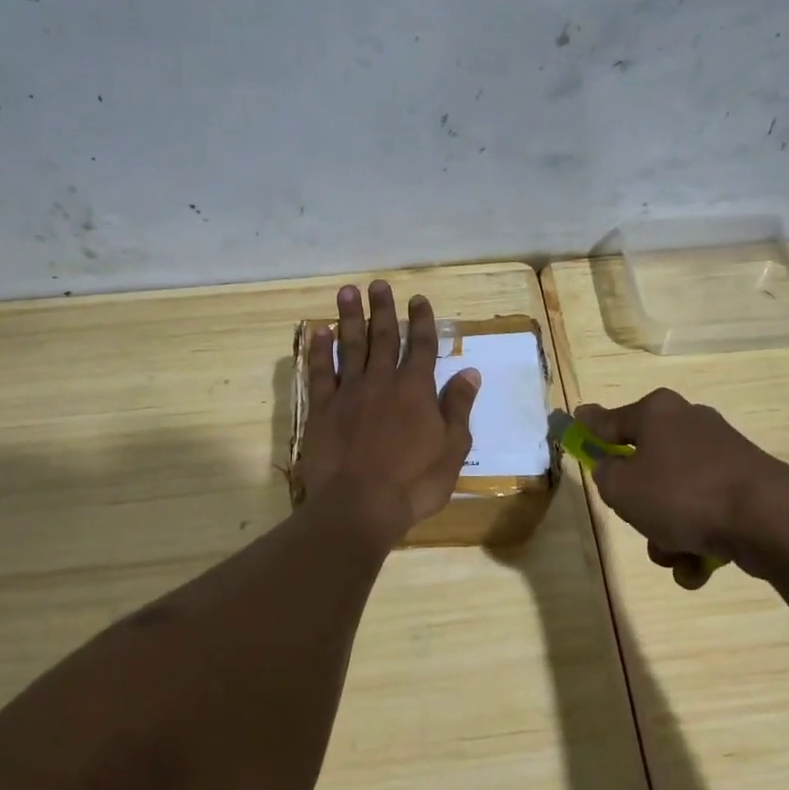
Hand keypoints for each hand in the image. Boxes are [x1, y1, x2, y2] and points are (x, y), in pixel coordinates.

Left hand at [296, 281, 480, 543]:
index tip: (418, 299)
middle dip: (382, 309)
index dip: (421, 321)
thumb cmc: (414, 483)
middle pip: (383, 337)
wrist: (359, 505)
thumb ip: (458, 407)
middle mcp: (382, 381)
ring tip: (347, 292)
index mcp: (416, 390)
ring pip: (350, 346)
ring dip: (349, 318)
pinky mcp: (321, 409)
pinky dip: (319, 350)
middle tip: (378, 284)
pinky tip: (318, 332)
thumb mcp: (452, 449)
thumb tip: (470, 372)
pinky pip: (320, 372)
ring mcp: (348, 393)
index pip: (422, 346)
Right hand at [575, 389, 788, 582]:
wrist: (768, 520)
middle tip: (637, 520)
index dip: (588, 428)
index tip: (573, 424)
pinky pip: (706, 514)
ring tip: (674, 556)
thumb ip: (605, 473)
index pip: (609, 420)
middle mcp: (688, 425)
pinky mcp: (746, 486)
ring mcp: (721, 456)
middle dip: (639, 505)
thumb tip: (611, 465)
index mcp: (656, 413)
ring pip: (675, 498)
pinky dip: (697, 542)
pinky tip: (699, 565)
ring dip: (667, 533)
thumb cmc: (682, 493)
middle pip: (646, 465)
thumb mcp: (622, 487)